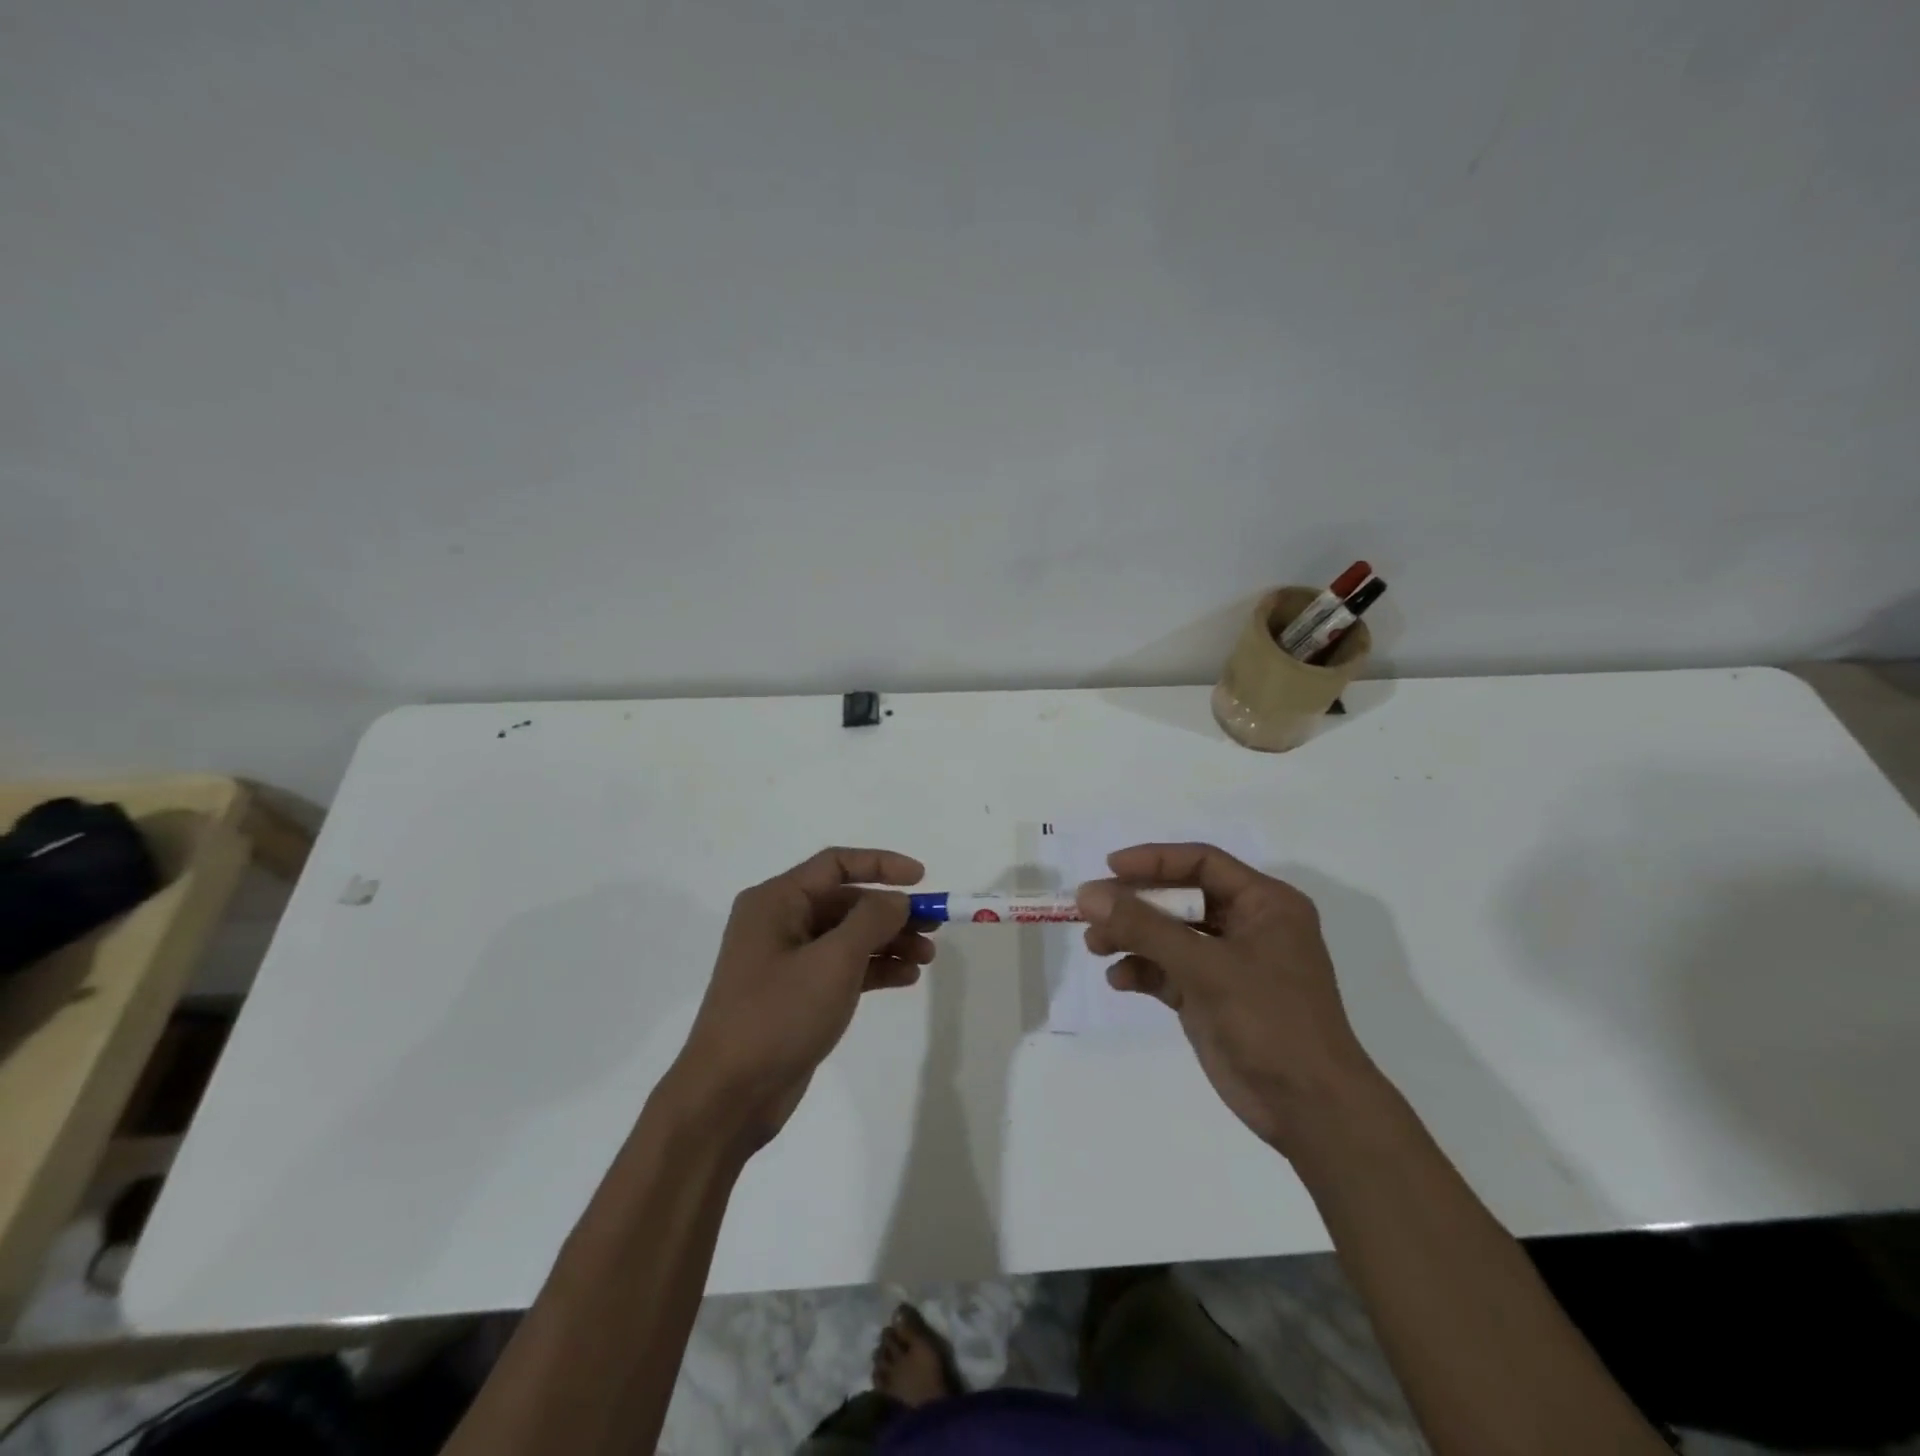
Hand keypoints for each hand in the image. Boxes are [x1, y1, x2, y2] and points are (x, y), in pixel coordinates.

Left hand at [667, 847, 932, 1147]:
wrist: (729, 1096)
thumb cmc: (777, 1015)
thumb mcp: (832, 961)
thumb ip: (871, 920)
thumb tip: (896, 899)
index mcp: (776, 901)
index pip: (836, 864)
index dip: (881, 865)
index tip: (921, 878)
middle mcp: (779, 922)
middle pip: (846, 902)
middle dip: (891, 912)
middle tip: (934, 926)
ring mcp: (787, 960)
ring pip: (848, 936)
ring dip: (889, 942)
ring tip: (927, 957)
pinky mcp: (797, 994)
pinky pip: (842, 967)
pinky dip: (874, 968)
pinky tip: (907, 978)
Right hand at [1077, 843, 1377, 1151]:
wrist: (1310, 1111)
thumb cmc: (1270, 1021)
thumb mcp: (1206, 967)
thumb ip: (1144, 927)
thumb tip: (1088, 894)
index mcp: (1265, 904)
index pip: (1203, 862)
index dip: (1155, 860)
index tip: (1110, 867)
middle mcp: (1248, 926)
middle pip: (1181, 898)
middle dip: (1135, 904)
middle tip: (1091, 910)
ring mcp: (1228, 964)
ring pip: (1169, 935)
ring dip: (1131, 938)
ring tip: (1095, 946)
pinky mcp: (1211, 998)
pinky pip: (1168, 971)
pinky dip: (1142, 971)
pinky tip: (1118, 980)